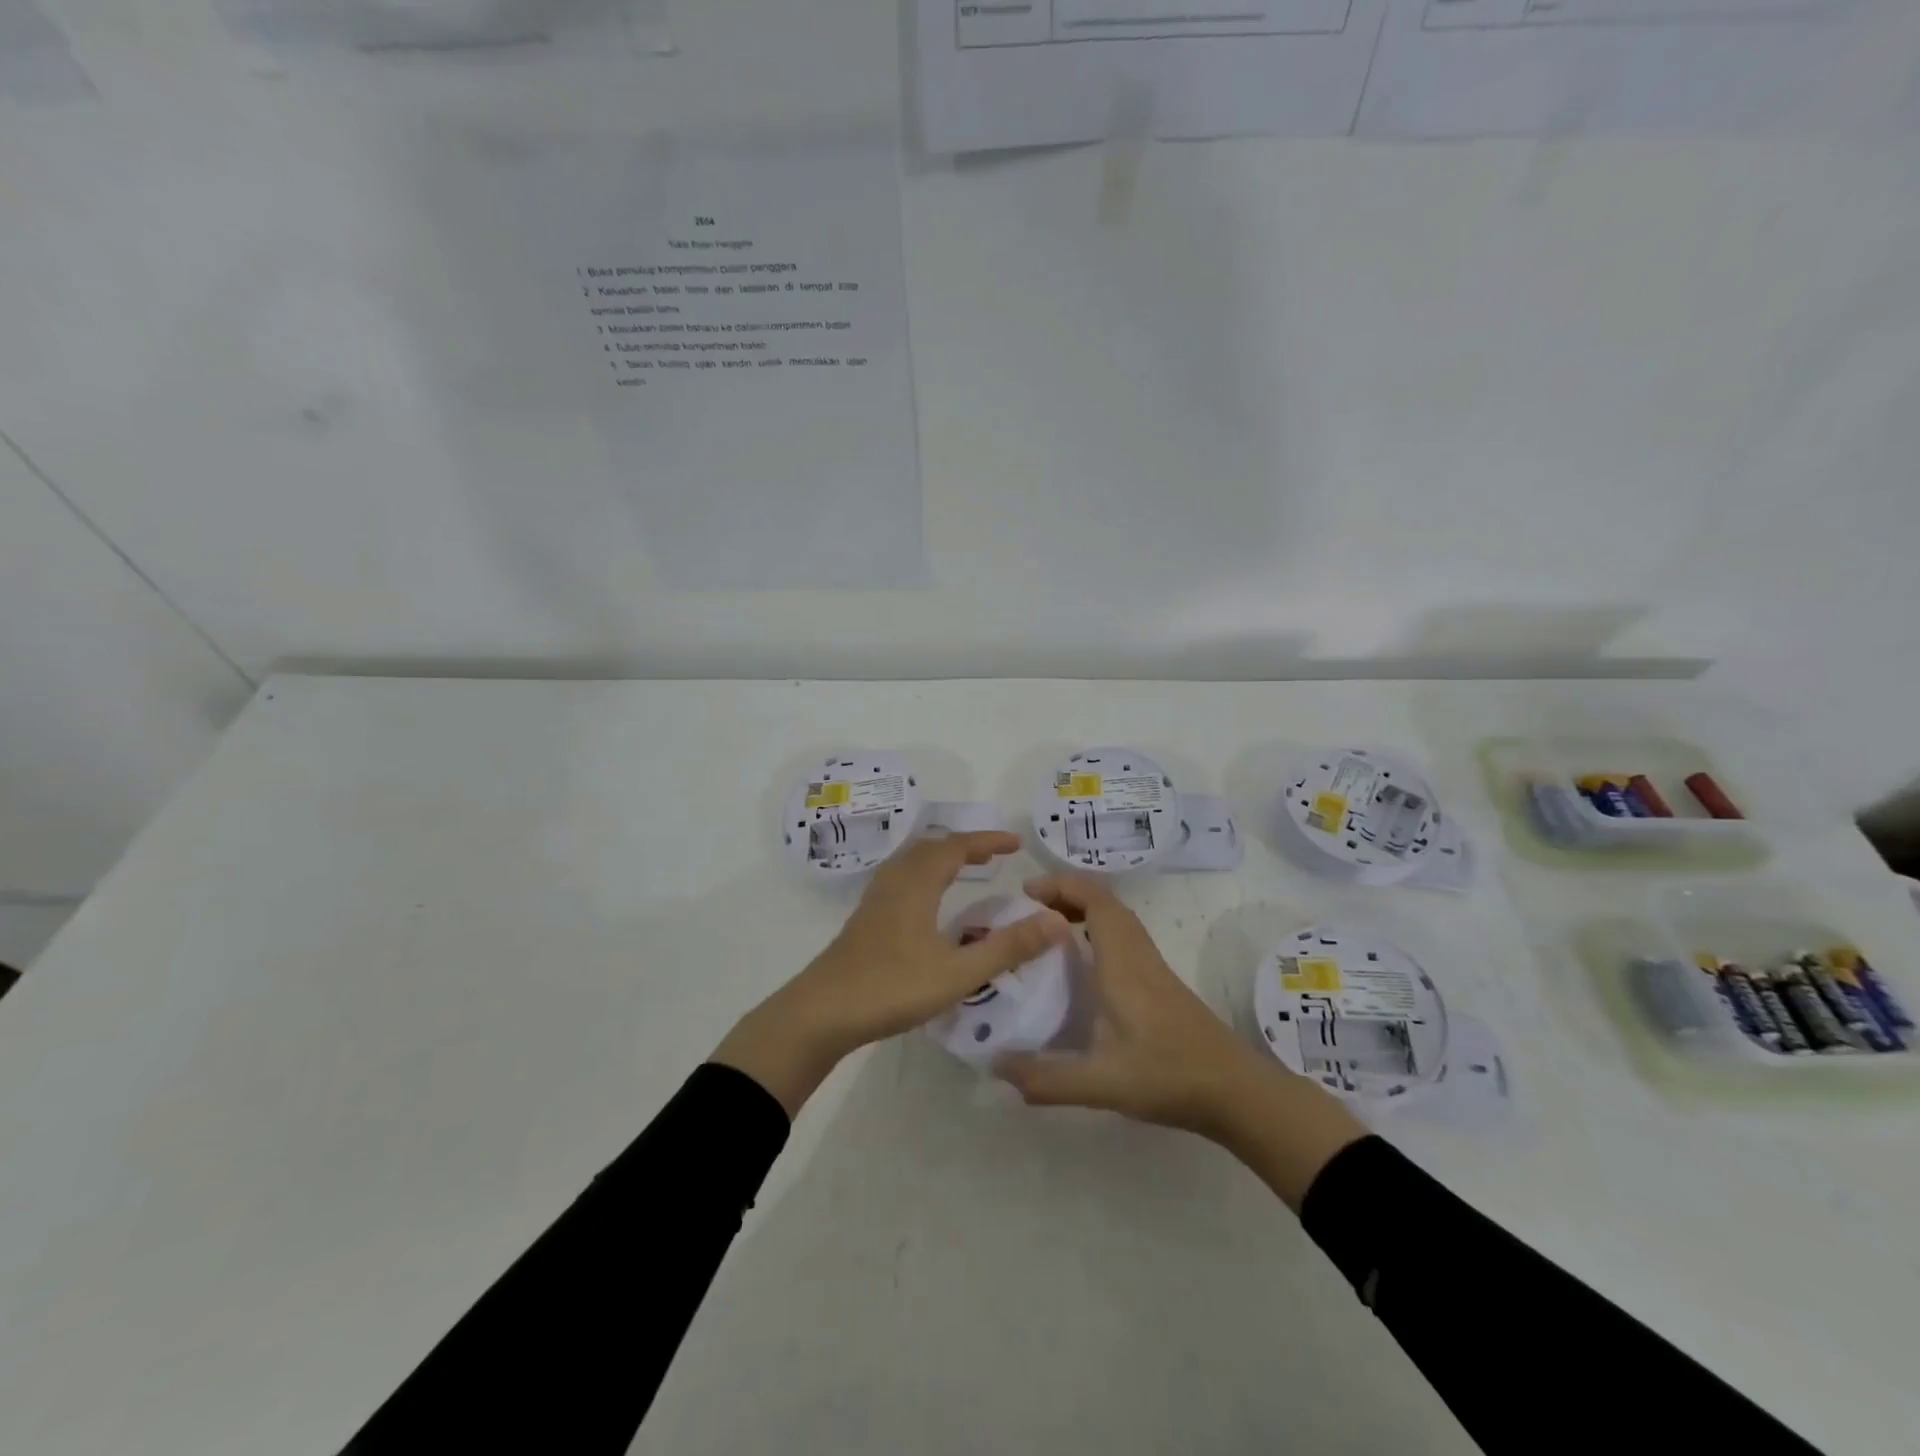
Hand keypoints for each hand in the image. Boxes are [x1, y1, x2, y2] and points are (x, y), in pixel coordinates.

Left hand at [714, 832, 1069, 1115]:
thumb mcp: (958, 973)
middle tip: (994, 855)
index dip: (987, 840)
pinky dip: (924, 875)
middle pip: (931, 847)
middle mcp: (895, 883)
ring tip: (965, 870)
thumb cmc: (891, 988)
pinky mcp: (865, 920)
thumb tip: (1057, 921)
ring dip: (941, 858)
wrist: (821, 1013)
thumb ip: (1008, 948)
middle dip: (965, 845)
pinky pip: (901, 879)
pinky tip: (929, 903)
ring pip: (912, 862)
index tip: (1016, 843)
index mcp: (917, 884)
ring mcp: (875, 901)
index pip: (956, 847)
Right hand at [991, 873, 1276, 1139]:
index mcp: (1122, 963)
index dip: (1061, 885)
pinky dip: (1099, 932)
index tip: (1025, 892)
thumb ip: (1047, 1078)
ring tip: (1048, 932)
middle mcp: (1138, 955)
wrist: (1236, 1091)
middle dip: (1066, 894)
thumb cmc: (1169, 1075)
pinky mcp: (1163, 984)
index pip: (1095, 900)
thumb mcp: (1102, 1083)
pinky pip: (1125, 937)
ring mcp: (1154, 968)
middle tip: (1029, 910)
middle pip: (1105, 901)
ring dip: (1083, 911)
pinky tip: (1084, 967)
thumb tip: (996, 1066)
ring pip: (1118, 919)